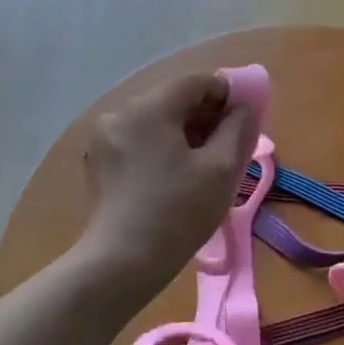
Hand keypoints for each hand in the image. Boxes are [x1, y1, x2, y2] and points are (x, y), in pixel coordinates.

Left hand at [78, 72, 259, 288]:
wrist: (122, 263)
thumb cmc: (178, 212)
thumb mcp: (222, 168)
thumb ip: (238, 127)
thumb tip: (243, 107)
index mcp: (150, 108)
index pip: (196, 81)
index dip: (226, 93)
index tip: (244, 120)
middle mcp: (122, 112)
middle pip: (174, 98)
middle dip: (205, 114)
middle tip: (229, 144)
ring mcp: (106, 137)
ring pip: (156, 119)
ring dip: (184, 131)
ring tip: (204, 163)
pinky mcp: (100, 160)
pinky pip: (140, 138)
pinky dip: (163, 145)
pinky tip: (176, 174)